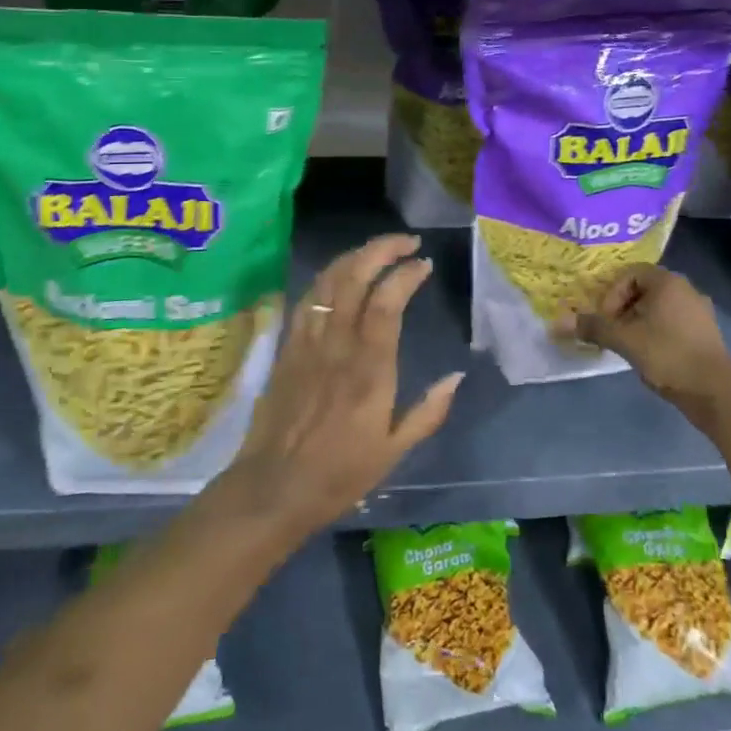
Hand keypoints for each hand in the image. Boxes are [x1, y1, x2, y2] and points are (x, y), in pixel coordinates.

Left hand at [224, 233, 462, 542]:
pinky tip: (341, 274)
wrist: (273, 488)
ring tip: (378, 250)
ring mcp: (308, 342)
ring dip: (355, 256)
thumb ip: (428, 412)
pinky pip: (307, 298)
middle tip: (407, 242)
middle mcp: (337, 345)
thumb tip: (456, 376)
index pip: (386, 303)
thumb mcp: (394, 452)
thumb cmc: (339, 474)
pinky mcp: (288, 347)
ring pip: (328, 281)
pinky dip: (328, 276)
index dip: (405, 275)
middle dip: (382, 249)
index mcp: (369, 370)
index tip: (424, 264)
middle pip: (354, 277)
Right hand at [558, 264, 730, 413]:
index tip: (606, 318)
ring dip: (638, 321)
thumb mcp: (625, 340)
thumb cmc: (668, 355)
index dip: (612, 293)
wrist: (715, 392)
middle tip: (611, 331)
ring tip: (627, 344)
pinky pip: (673, 322)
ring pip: (658, 307)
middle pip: (644, 289)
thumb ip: (593, 328)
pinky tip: (649, 354)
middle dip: (622, 308)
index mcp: (668, 282)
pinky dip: (656, 331)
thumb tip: (556, 323)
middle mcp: (686, 289)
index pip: (630, 273)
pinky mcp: (705, 333)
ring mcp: (699, 311)